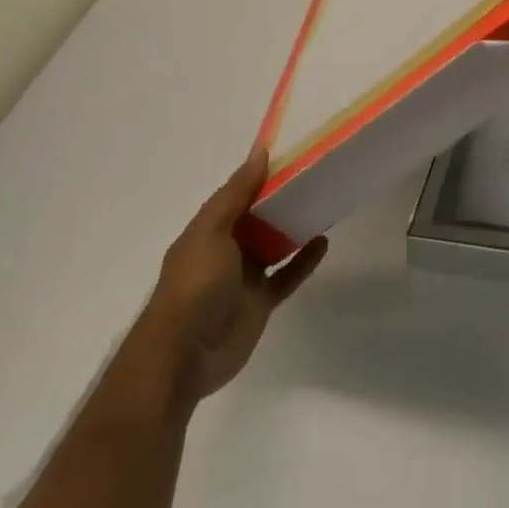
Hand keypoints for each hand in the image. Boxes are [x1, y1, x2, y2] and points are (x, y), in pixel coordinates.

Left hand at [130, 146, 326, 410]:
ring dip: (294, 227)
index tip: (291, 155)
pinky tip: (324, 242)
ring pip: (274, 245)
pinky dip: (304, 260)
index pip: (236, 196)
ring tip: (323, 204)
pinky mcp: (260, 302)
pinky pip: (287, 275)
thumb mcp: (211, 231)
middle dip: (281, 200)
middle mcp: (225, 251)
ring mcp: (243, 279)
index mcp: (208, 231)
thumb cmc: (195, 284)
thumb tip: (260, 152)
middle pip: (257, 219)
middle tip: (315, 176)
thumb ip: (236, 194)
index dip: (260, 176)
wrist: (184, 355)